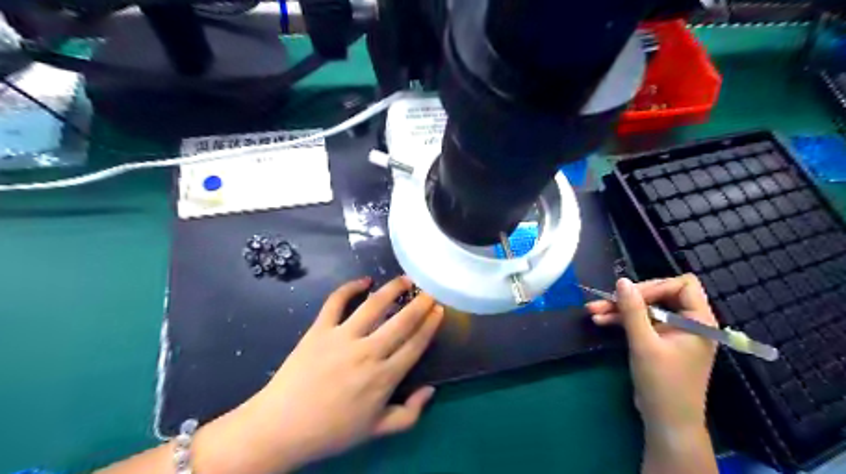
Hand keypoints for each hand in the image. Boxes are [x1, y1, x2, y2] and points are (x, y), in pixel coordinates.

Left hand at [198, 276, 445, 471]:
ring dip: (392, 289)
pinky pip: (336, 302)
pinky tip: (364, 281)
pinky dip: (350, 287)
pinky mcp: (319, 329)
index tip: (439, 309)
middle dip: (420, 303)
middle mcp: (368, 352)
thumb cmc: (332, 431)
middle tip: (430, 290)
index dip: (430, 325)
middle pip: (401, 321)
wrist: (281, 427)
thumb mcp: (376, 431)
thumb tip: (430, 390)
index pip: (415, 344)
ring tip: (405, 279)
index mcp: (384, 377)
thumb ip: (409, 413)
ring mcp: (342, 337)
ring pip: (374, 305)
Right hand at [586, 276, 714, 434]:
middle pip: (660, 294)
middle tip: (604, 301)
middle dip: (630, 297)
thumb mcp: (644, 343)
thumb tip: (621, 281)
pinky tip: (600, 320)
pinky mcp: (660, 340)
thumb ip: (632, 310)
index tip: (630, 296)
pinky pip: (641, 321)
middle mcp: (689, 322)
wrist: (665, 420)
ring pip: (646, 308)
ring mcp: (673, 331)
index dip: (655, 287)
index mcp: (698, 321)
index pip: (682, 285)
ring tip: (593, 310)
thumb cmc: (662, 382)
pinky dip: (622, 320)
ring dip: (620, 308)